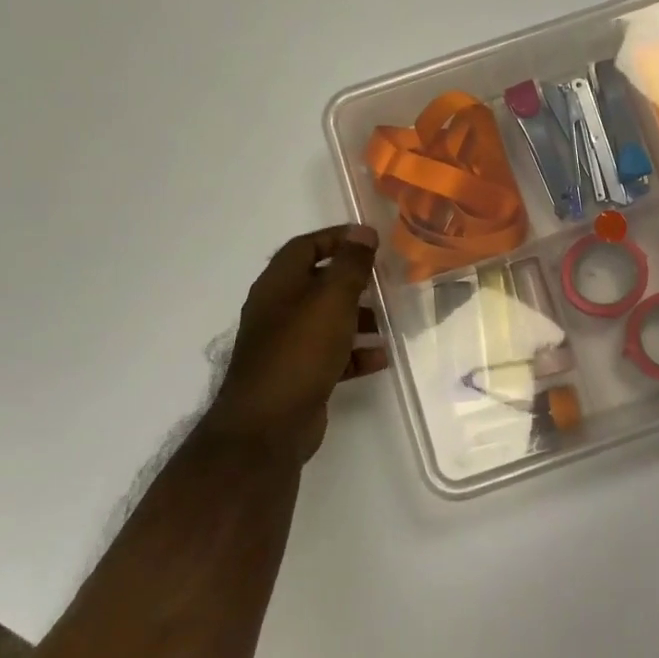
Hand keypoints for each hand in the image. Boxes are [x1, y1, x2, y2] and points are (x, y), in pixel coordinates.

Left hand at [207, 224, 387, 467]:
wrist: (268, 425)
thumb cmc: (299, 352)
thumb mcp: (331, 301)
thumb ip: (350, 265)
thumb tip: (363, 231)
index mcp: (278, 286)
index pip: (305, 247)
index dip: (336, 238)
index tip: (371, 240)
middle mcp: (279, 311)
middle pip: (318, 283)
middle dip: (353, 280)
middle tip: (386, 280)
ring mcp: (287, 345)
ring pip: (328, 320)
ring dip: (359, 317)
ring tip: (390, 320)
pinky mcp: (299, 375)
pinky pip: (332, 354)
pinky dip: (356, 352)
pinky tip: (381, 356)